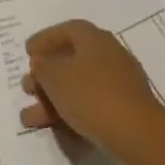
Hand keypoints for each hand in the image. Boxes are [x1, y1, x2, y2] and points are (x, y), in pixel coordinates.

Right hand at [20, 20, 159, 148]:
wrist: (137, 134)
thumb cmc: (91, 95)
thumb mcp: (55, 77)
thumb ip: (43, 67)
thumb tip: (41, 63)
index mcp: (94, 39)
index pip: (67, 30)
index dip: (45, 39)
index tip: (27, 53)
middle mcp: (109, 55)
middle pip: (71, 60)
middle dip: (45, 76)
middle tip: (27, 88)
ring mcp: (118, 84)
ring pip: (78, 88)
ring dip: (51, 101)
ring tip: (29, 118)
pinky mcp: (123, 110)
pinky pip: (90, 107)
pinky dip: (70, 115)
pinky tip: (54, 131)